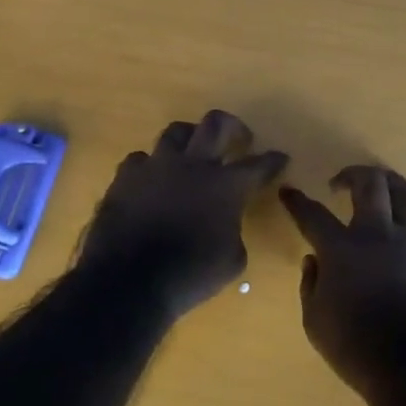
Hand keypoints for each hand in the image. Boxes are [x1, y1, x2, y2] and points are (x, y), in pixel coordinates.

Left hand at [80, 111, 287, 316]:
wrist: (129, 281)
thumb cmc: (190, 275)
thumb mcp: (232, 260)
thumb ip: (235, 230)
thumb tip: (227, 222)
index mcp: (226, 185)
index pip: (258, 164)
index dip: (273, 160)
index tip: (280, 157)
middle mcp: (193, 165)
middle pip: (216, 123)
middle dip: (233, 126)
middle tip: (238, 138)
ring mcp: (156, 166)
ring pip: (176, 131)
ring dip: (190, 139)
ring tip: (192, 152)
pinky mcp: (125, 177)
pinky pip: (141, 159)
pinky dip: (151, 167)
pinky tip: (153, 180)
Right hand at [279, 166, 405, 403]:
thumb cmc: (357, 349)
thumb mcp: (315, 323)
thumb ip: (311, 285)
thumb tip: (314, 260)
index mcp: (342, 249)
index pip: (312, 215)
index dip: (297, 201)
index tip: (288, 191)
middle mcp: (380, 234)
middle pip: (370, 184)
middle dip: (353, 174)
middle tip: (342, 182)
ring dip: (392, 186)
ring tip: (384, 189)